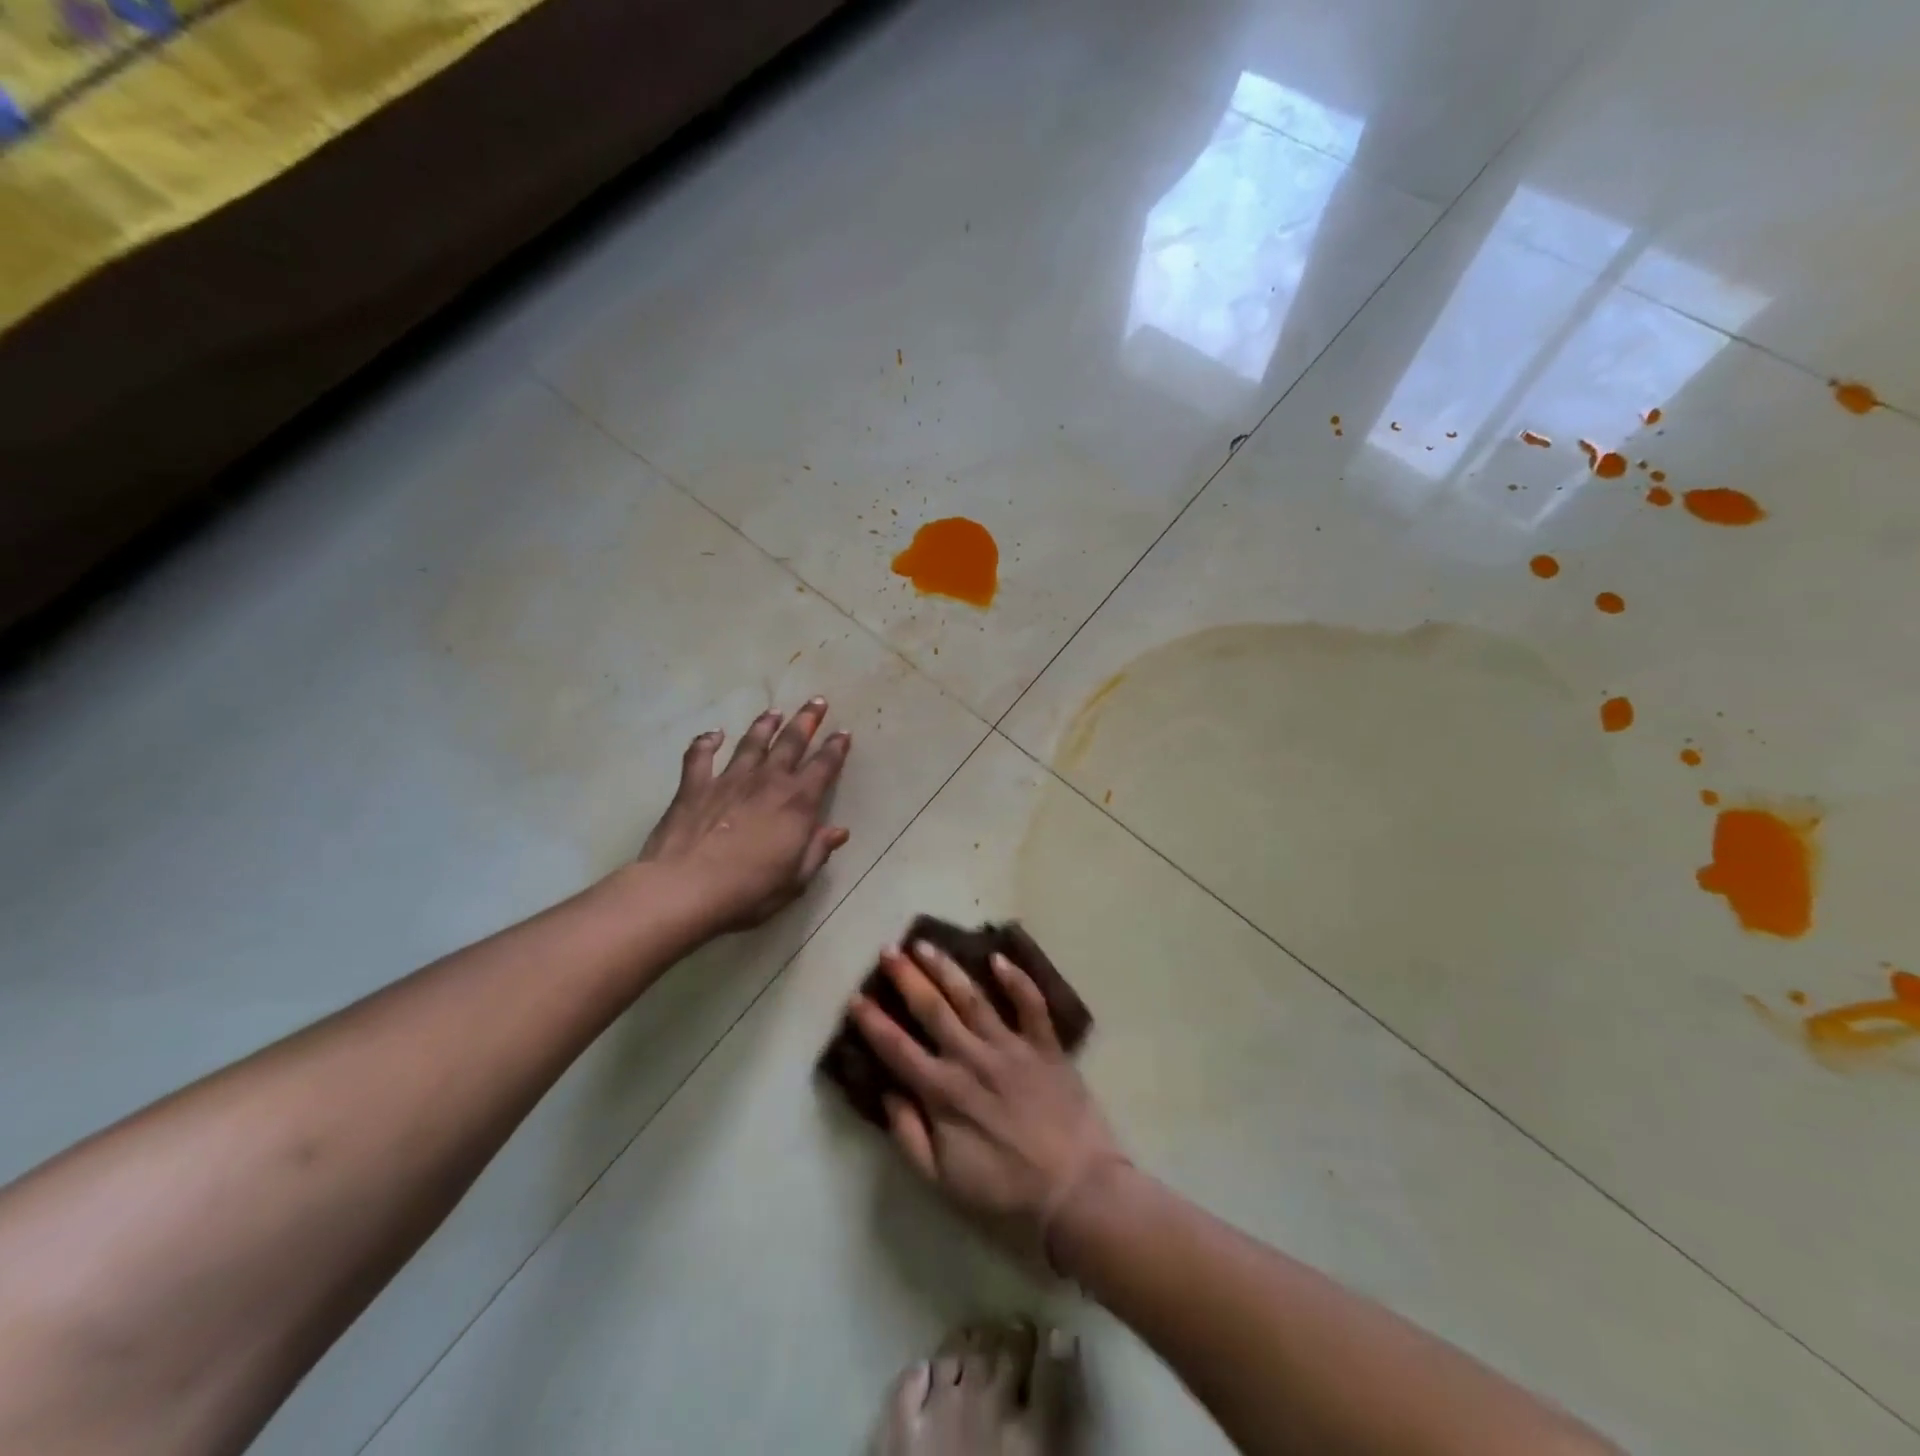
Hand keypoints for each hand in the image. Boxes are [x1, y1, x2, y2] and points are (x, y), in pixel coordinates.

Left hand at [638, 697, 851, 932]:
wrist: (685, 889)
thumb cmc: (749, 890)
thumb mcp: (796, 879)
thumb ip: (817, 850)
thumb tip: (838, 831)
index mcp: (797, 803)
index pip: (824, 767)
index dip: (836, 749)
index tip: (843, 733)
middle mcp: (767, 781)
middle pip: (791, 742)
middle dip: (807, 720)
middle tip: (817, 701)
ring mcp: (729, 780)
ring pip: (751, 743)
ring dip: (765, 725)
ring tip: (774, 712)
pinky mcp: (694, 786)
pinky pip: (700, 756)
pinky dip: (706, 742)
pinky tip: (712, 734)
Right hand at [850, 941, 1123, 1263]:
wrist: (1076, 1191)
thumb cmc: (1005, 1191)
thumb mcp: (943, 1180)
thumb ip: (909, 1136)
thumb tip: (887, 1093)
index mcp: (944, 1092)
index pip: (897, 1048)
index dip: (873, 1022)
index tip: (856, 997)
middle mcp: (972, 1058)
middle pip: (932, 1009)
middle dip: (906, 977)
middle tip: (888, 950)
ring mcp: (1011, 1047)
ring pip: (972, 997)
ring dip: (946, 968)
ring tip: (925, 944)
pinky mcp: (1045, 1045)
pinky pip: (1030, 1005)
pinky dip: (1016, 980)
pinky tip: (998, 958)